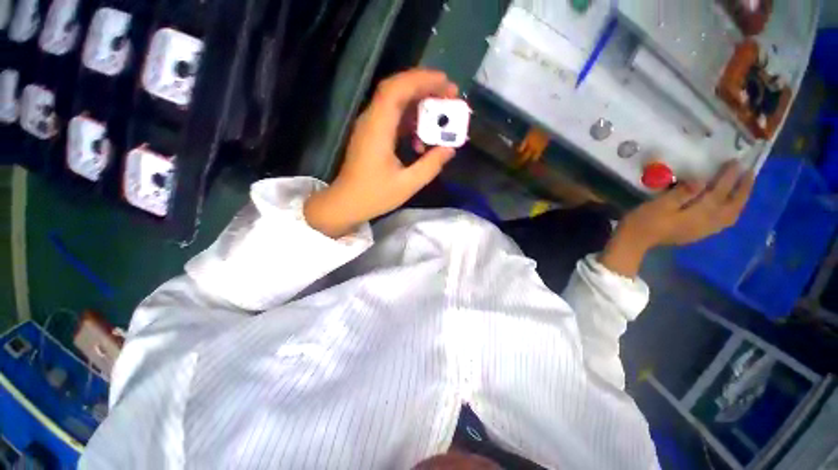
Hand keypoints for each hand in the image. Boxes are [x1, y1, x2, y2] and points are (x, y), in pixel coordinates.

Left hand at [304, 69, 459, 237]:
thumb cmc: (374, 196)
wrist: (346, 203)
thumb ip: (430, 165)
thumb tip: (450, 149)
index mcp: (378, 129)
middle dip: (424, 87)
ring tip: (440, 114)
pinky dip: (410, 121)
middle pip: (396, 90)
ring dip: (418, 104)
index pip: (397, 89)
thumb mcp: (407, 184)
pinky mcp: (371, 135)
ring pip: (395, 102)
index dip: (422, 80)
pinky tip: (421, 138)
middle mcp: (371, 120)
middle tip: (449, 96)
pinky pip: (392, 118)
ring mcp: (369, 127)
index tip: (447, 84)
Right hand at [601, 162, 754, 276]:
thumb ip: (682, 193)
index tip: (735, 162)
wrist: (634, 241)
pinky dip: (731, 211)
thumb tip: (700, 181)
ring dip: (740, 201)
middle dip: (743, 189)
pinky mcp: (697, 233)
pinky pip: (723, 222)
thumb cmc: (644, 221)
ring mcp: (704, 230)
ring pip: (731, 215)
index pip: (719, 192)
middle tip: (749, 173)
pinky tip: (729, 206)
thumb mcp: (659, 204)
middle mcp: (707, 222)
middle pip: (732, 205)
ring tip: (743, 188)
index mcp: (698, 214)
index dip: (728, 176)